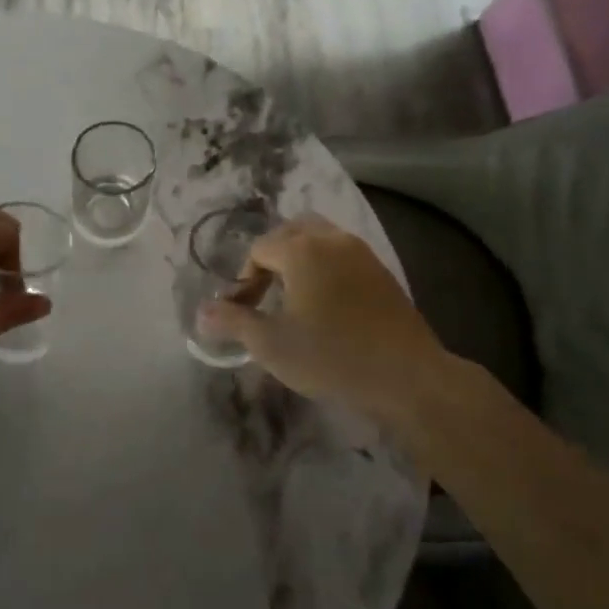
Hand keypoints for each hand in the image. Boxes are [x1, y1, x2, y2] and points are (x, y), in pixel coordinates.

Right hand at [198, 215, 467, 424]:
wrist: (406, 376)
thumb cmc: (331, 357)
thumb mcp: (271, 345)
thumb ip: (234, 322)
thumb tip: (202, 311)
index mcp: (302, 250)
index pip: (260, 249)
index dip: (245, 279)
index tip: (245, 311)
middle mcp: (332, 240)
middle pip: (290, 232)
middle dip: (271, 257)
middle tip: (265, 293)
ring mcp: (361, 253)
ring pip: (320, 237)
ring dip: (299, 257)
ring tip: (293, 294)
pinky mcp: (381, 271)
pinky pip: (342, 253)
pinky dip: (324, 265)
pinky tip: (326, 302)